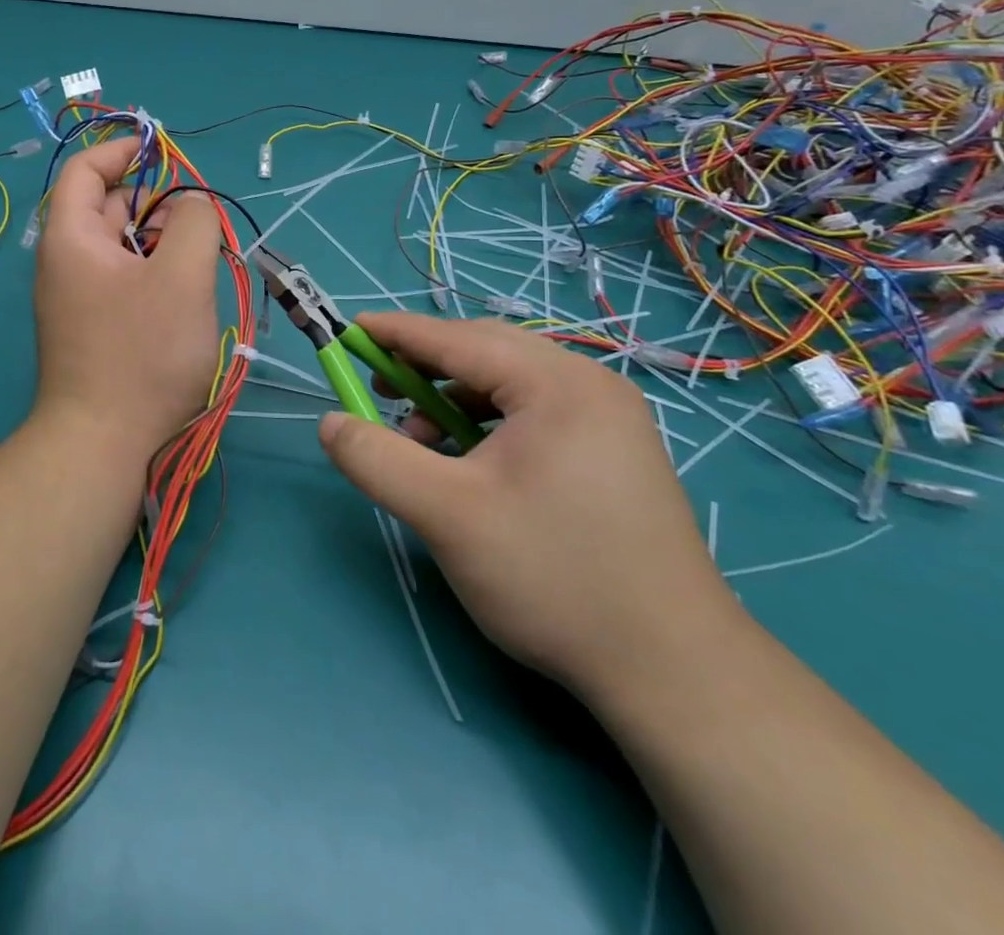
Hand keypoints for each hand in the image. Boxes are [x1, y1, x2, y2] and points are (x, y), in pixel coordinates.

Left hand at [32, 138, 223, 459]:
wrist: (103, 445)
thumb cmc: (142, 354)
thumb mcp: (181, 277)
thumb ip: (193, 223)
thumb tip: (191, 205)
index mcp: (71, 237)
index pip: (84, 170)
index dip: (122, 151)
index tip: (165, 153)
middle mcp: (64, 262)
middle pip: (107, 208)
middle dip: (155, 205)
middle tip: (198, 226)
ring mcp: (75, 298)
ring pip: (121, 248)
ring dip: (159, 245)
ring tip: (197, 266)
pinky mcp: (90, 327)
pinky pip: (122, 281)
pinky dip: (152, 275)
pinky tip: (181, 300)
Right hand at [317, 314, 740, 698]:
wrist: (674, 672)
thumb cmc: (553, 578)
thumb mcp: (446, 516)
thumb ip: (377, 459)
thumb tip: (329, 422)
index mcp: (557, 383)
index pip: (457, 338)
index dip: (396, 332)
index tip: (349, 330)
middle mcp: (590, 384)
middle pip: (486, 352)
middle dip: (425, 366)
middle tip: (379, 391)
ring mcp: (610, 417)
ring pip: (510, 383)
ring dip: (455, 399)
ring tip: (423, 444)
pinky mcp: (615, 450)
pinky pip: (535, 412)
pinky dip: (489, 423)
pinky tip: (471, 464)